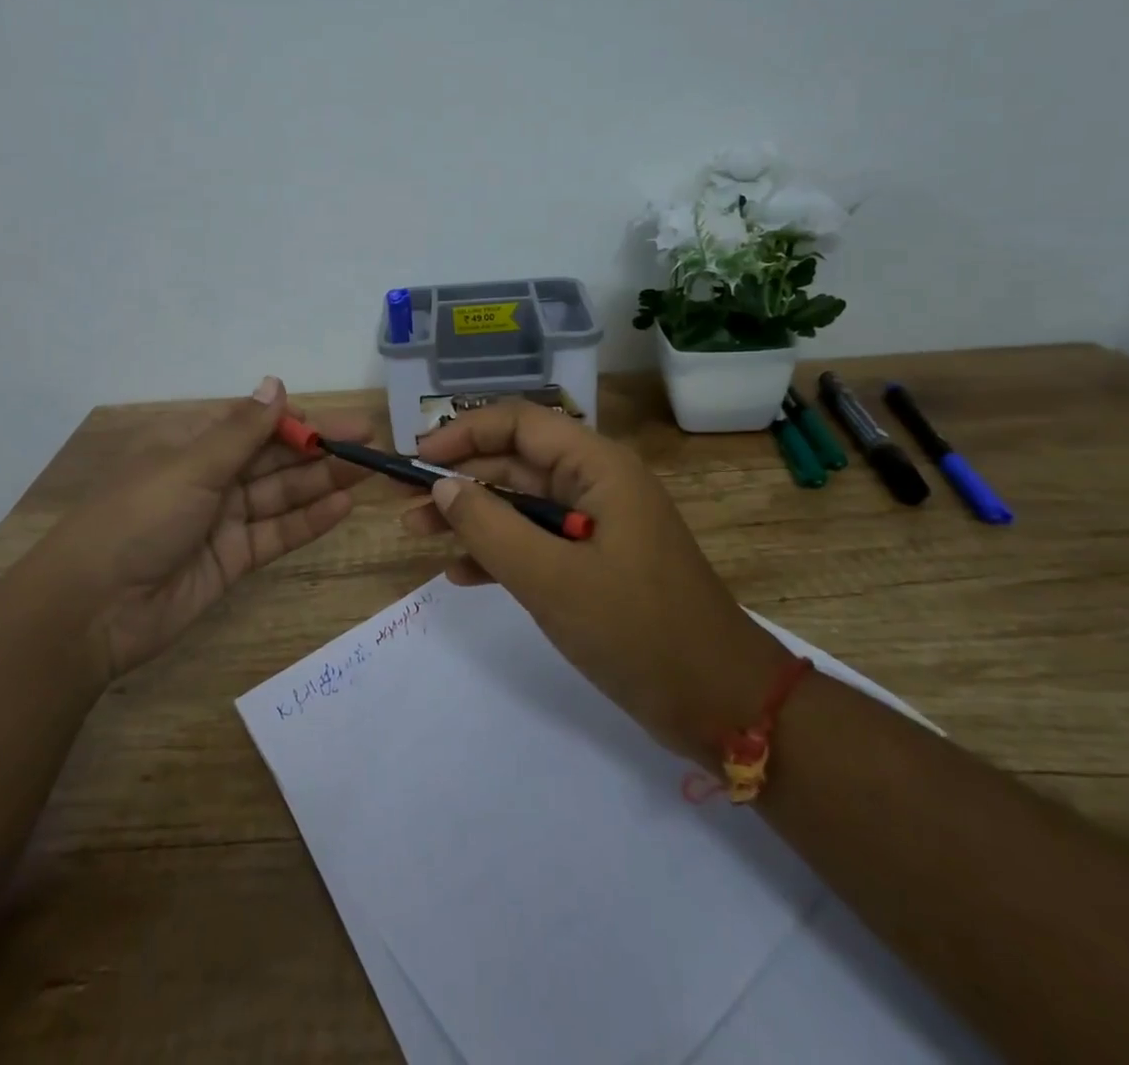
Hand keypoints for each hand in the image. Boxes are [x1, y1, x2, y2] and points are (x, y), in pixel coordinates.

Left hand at [49, 377, 370, 683]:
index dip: (298, 420)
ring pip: (281, 493)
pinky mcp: (232, 558)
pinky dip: (308, 521)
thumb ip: (242, 430)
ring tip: (369, 472)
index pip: (254, 422)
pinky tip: (342, 507)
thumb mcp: (190, 466)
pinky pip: (277, 533)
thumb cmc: (137, 519)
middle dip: (320, 450)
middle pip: (274, 457)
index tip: (340, 422)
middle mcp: (210, 476)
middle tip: (372, 445)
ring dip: (323, 482)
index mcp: (191, 443)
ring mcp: (223, 519)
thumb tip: (275, 383)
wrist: (92, 611)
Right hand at [402, 403, 788, 759]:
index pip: (520, 423)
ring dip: (471, 515)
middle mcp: (597, 484)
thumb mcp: (552, 579)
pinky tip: (459, 574)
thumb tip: (442, 485)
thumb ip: (490, 527)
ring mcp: (597, 525)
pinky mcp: (596, 563)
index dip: (463, 434)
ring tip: (417, 532)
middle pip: (515, 462)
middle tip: (405, 503)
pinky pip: (537, 542)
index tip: (417, 459)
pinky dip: (498, 552)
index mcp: (598, 468)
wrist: (723, 705)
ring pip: (521, 504)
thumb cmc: (639, 631)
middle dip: (459, 478)